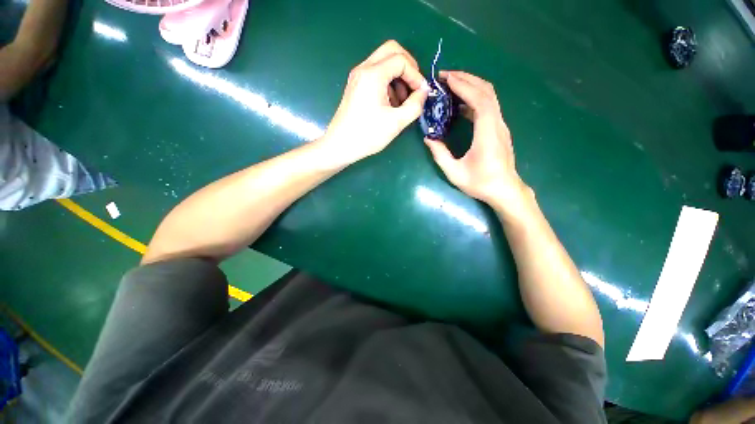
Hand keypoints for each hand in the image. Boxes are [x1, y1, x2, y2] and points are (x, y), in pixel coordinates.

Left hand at [319, 40, 428, 165]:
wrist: (340, 145)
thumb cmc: (368, 135)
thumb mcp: (396, 122)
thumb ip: (415, 105)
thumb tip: (423, 92)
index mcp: (373, 74)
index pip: (401, 60)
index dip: (416, 75)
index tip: (421, 93)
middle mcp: (364, 69)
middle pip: (391, 50)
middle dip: (408, 66)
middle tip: (415, 86)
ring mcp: (358, 76)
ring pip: (383, 61)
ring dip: (398, 76)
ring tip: (402, 101)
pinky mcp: (356, 86)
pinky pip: (376, 74)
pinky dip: (388, 82)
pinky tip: (390, 104)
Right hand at [424, 71, 529, 211]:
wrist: (505, 190)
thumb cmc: (481, 183)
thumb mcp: (455, 173)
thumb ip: (440, 155)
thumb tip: (428, 139)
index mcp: (487, 133)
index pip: (479, 100)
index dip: (464, 86)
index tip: (446, 79)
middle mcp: (497, 124)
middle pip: (487, 92)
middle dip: (466, 79)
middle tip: (445, 76)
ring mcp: (500, 126)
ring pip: (489, 97)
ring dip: (471, 86)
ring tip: (451, 85)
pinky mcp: (498, 129)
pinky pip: (488, 107)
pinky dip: (474, 99)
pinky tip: (460, 104)